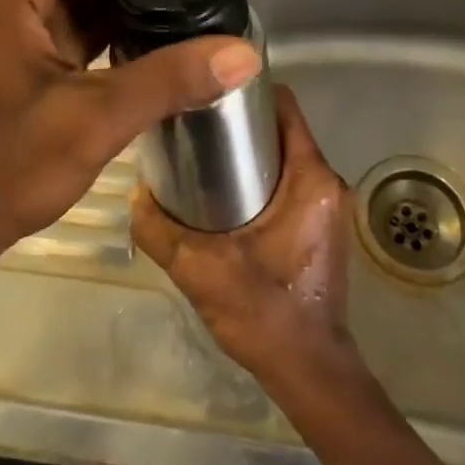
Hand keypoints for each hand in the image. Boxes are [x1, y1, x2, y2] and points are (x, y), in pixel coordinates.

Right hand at [132, 86, 354, 385]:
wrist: (310, 372)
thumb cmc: (265, 314)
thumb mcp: (200, 269)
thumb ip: (160, 229)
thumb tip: (135, 191)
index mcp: (310, 179)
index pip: (285, 106)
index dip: (248, 91)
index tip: (209, 92)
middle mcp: (328, 183)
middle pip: (283, 128)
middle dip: (241, 122)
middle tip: (195, 126)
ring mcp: (328, 205)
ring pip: (286, 155)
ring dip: (250, 151)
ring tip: (203, 156)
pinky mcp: (322, 225)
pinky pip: (291, 181)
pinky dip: (261, 176)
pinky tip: (225, 194)